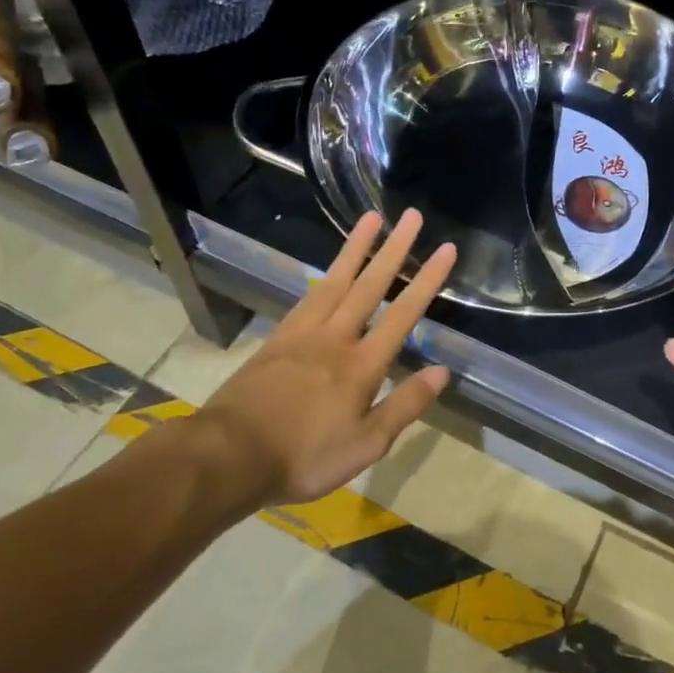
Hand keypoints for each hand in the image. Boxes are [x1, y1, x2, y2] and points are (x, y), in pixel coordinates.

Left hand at [145, 210, 456, 508]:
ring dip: (357, 247)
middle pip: (370, 285)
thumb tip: (442, 371)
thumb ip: (405, 405)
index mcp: (362, 365)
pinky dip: (325, 275)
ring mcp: (303, 333)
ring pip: (336, 280)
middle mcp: (336, 338)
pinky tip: (331, 270)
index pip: (403, 314)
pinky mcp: (278, 338)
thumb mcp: (365, 445)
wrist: (229, 455)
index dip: (427, 280)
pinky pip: (309, 297)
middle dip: (394, 249)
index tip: (445, 249)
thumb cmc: (304, 456)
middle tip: (411, 215)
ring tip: (372, 218)